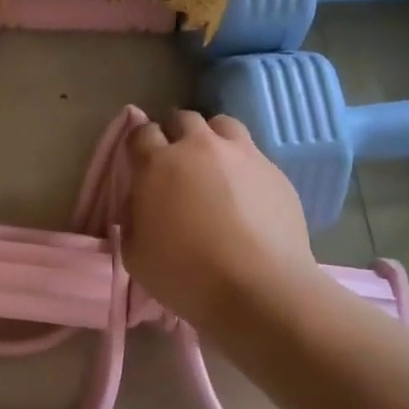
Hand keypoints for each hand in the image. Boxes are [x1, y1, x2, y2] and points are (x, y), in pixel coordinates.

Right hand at [123, 111, 315, 329]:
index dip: (139, 145)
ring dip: (211, 138)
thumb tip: (141, 206)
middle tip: (175, 162)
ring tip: (213, 166)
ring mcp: (242, 155)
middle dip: (175, 134)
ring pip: (222, 125)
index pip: (141, 133)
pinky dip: (242, 165)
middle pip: (183, 119)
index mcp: (158, 164)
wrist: (259, 289)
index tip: (140, 162)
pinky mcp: (275, 171)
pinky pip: (253, 155)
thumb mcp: (136, 255)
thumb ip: (133, 220)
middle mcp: (199, 148)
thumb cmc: (186, 275)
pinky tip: (245, 195)